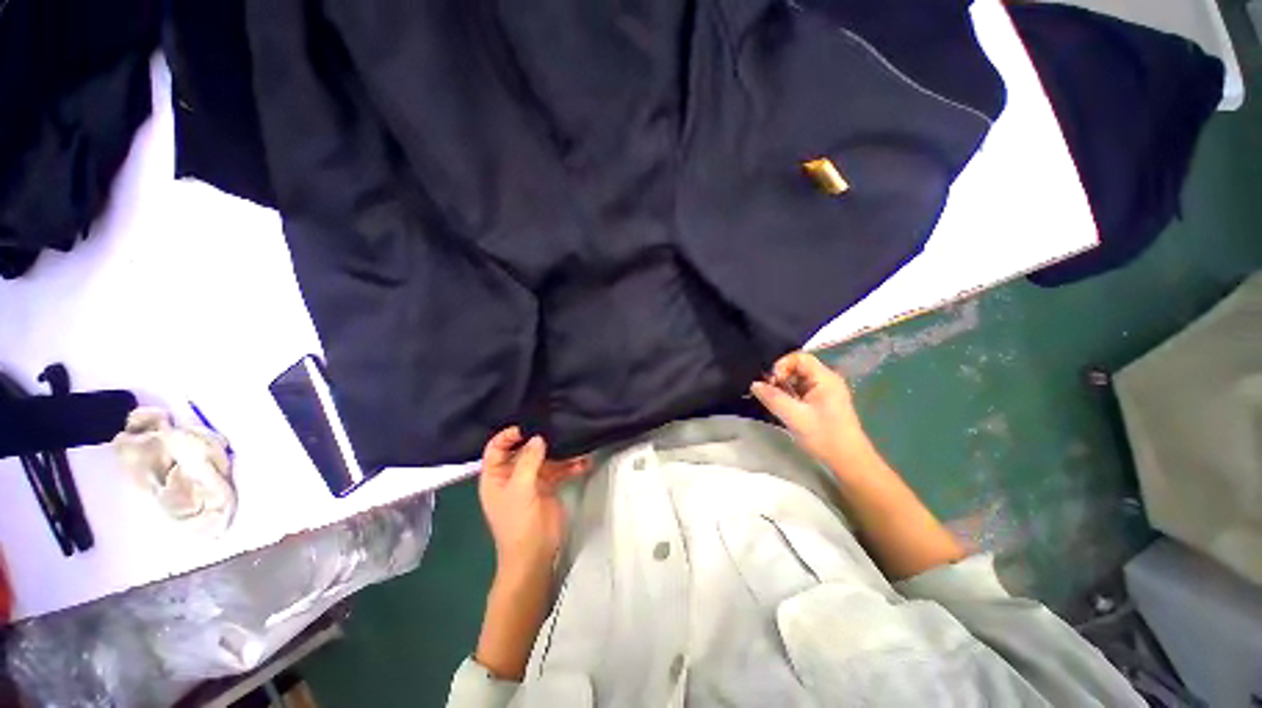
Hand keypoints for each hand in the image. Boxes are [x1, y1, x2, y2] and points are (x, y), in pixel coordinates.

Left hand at [478, 427, 588, 576]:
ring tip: (576, 443)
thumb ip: (528, 461)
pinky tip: (584, 462)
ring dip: (560, 452)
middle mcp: (512, 475)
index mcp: (496, 476)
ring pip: (545, 458)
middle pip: (524, 450)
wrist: (535, 554)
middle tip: (556, 426)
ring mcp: (532, 480)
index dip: (508, 435)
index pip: (496, 448)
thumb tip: (538, 437)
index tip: (527, 426)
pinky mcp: (549, 486)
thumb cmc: (518, 522)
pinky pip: (559, 470)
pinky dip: (571, 466)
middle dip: (539, 440)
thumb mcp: (520, 489)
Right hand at [750, 351, 872, 470]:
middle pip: (797, 367)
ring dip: (783, 387)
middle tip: (769, 393)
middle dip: (780, 377)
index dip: (782, 365)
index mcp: (825, 378)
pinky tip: (782, 408)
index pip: (799, 357)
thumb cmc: (824, 437)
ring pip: (798, 379)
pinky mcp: (821, 403)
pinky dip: (789, 395)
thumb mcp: (794, 417)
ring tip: (773, 401)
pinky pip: (801, 390)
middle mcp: (826, 380)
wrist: (848, 462)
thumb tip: (754, 384)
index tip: (771, 382)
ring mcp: (825, 392)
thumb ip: (773, 398)